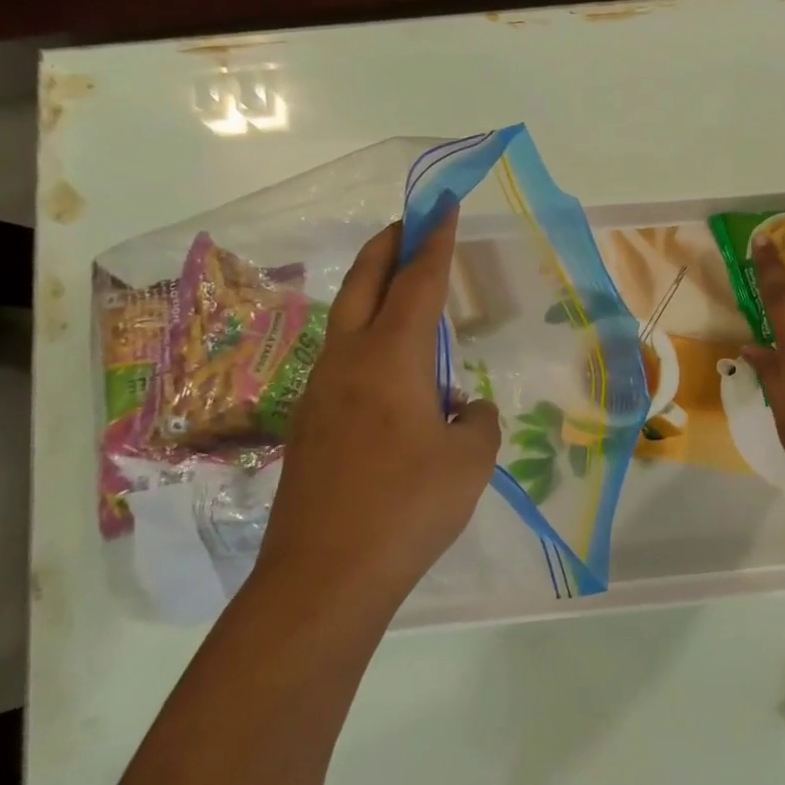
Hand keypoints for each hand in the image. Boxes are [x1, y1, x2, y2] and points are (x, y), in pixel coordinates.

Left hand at [258, 211, 499, 608]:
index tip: (442, 208)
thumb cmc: (407, 509)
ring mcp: (320, 394)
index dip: (435, 243)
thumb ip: (475, 421)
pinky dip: (368, 340)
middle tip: (411, 221)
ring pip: (348, 322)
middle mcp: (349, 363)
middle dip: (390, 247)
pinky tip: (390, 372)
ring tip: (403, 290)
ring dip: (373, 292)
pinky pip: (343, 362)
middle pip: (366, 285)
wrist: (323, 576)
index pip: (418, 284)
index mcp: (391, 359)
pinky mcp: (309, 427)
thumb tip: (461, 409)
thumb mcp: (469, 461)